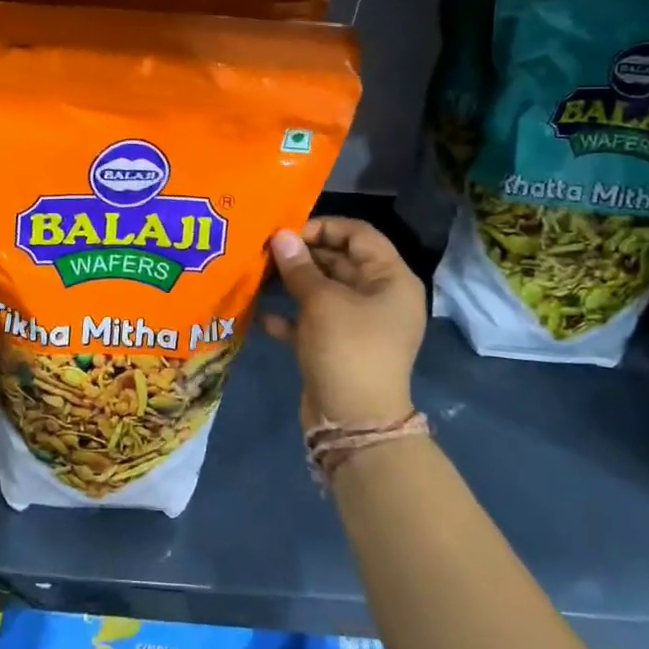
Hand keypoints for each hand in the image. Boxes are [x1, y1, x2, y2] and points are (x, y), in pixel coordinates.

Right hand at [263, 217, 424, 426]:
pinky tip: (262, 315)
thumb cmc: (347, 348)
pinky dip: (290, 315)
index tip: (287, 233)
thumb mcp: (321, 301)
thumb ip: (299, 266)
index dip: (323, 227)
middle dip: (302, 254)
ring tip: (258, 275)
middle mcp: (378, 296)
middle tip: (265, 251)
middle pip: (339, 260)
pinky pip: (312, 320)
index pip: (359, 234)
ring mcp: (358, 323)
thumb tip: (280, 236)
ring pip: (322, 290)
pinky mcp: (338, 345)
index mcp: (390, 279)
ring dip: (291, 282)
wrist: (354, 421)